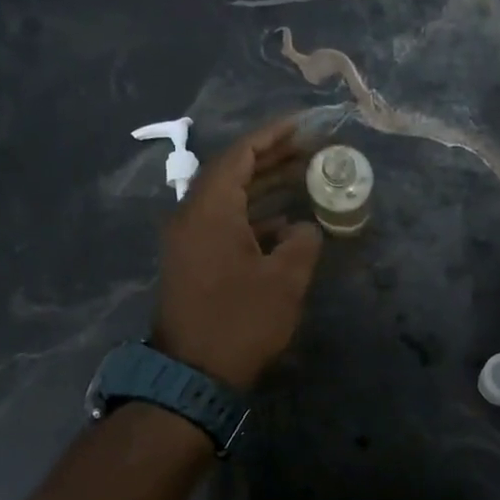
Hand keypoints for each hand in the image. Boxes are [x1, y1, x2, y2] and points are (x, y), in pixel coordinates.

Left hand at [152, 118, 322, 390]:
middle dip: (271, 159)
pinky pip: (224, 225)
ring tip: (304, 178)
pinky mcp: (193, 264)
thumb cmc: (240, 321)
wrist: (194, 374)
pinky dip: (254, 218)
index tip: (302, 126)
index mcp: (209, 210)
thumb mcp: (284, 280)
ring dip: (264, 188)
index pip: (239, 155)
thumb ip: (302, 243)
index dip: (272, 136)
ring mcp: (189, 242)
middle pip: (232, 173)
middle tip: (309, 149)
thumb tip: (304, 228)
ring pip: (229, 201)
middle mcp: (192, 217)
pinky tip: (285, 225)